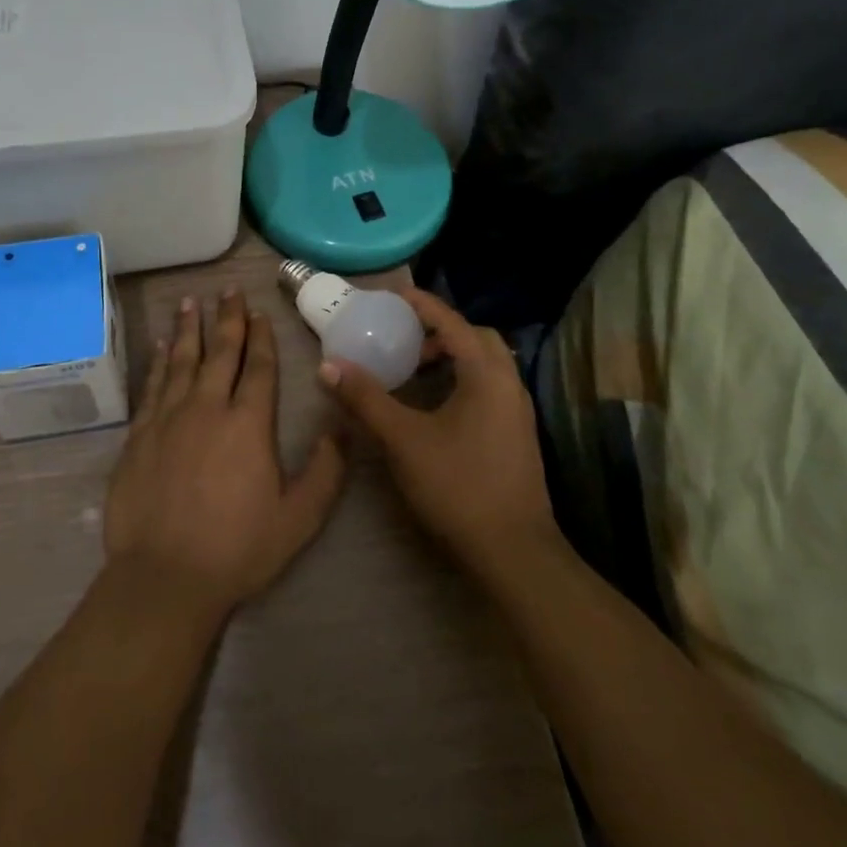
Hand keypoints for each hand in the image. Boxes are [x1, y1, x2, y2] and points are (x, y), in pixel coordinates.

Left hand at [104, 290, 346, 622]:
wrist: (164, 577)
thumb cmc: (238, 549)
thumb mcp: (299, 518)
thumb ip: (326, 470)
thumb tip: (344, 425)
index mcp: (248, 423)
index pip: (257, 367)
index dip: (261, 337)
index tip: (259, 312)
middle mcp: (207, 407)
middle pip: (219, 352)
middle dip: (227, 319)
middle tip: (228, 291)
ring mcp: (169, 418)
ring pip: (181, 360)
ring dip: (188, 329)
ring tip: (191, 302)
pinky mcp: (139, 434)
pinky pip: (152, 386)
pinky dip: (157, 361)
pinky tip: (159, 345)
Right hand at [319, 289, 555, 577]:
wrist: (514, 552)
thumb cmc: (458, 486)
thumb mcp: (403, 440)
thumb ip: (366, 399)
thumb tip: (328, 366)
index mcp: (486, 374)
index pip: (452, 322)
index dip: (422, 304)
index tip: (393, 294)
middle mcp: (509, 383)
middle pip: (476, 337)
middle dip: (440, 330)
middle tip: (404, 337)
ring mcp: (518, 410)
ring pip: (486, 363)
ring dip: (453, 355)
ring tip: (415, 368)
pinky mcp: (517, 434)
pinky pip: (490, 386)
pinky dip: (463, 378)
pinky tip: (436, 404)